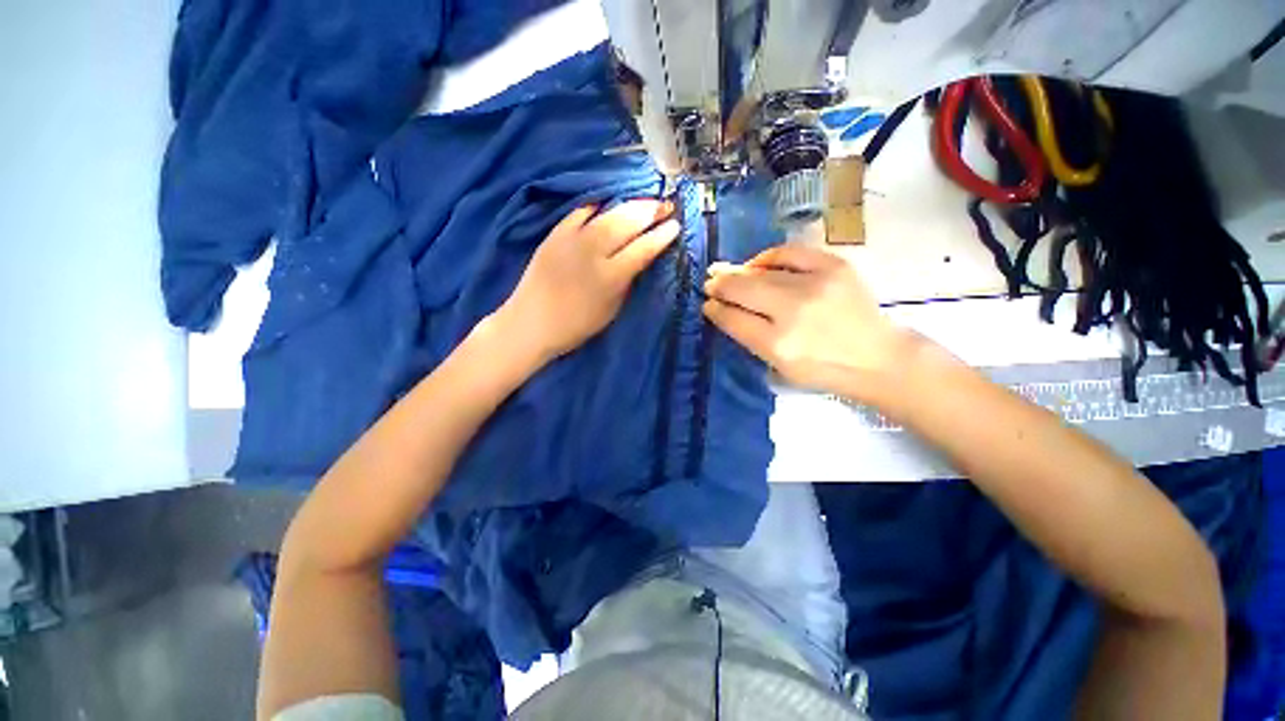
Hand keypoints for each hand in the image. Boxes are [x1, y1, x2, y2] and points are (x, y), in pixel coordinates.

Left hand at [500, 200, 679, 362]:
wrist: (531, 323)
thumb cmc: (576, 325)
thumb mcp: (611, 310)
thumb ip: (627, 281)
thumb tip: (639, 259)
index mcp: (611, 277)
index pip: (643, 249)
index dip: (662, 236)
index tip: (676, 226)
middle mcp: (593, 252)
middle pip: (627, 224)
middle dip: (650, 212)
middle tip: (666, 206)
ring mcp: (572, 239)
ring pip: (607, 214)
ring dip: (630, 205)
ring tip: (645, 201)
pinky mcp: (555, 234)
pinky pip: (579, 212)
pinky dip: (596, 205)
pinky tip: (608, 202)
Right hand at [702, 243, 915, 401]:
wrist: (878, 357)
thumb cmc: (823, 370)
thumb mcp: (779, 366)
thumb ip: (749, 337)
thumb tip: (722, 308)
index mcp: (778, 344)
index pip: (733, 318)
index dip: (715, 309)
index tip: (707, 304)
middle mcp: (793, 312)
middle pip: (742, 289)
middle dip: (719, 285)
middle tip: (710, 283)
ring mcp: (815, 285)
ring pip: (761, 271)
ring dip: (739, 271)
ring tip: (726, 271)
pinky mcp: (834, 266)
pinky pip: (789, 253)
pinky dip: (768, 257)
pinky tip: (759, 264)